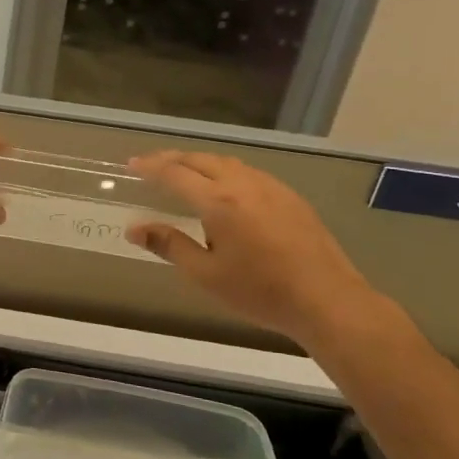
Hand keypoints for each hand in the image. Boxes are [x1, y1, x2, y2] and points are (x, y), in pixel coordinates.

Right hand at [125, 150, 386, 347]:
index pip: (175, 174)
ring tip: (183, 172)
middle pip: (200, 160)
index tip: (131, 165)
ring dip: (199, 162)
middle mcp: (243, 184)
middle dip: (172, 158)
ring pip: (226, 162)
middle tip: (151, 165)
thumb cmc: (260, 291)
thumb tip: (134, 228)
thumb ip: (169, 245)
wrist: (326, 299)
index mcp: (218, 202)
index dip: (150, 167)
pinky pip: (248, 172)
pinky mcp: (289, 196)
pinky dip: (224, 170)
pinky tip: (224, 187)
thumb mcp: (205, 274)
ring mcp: (270, 187)